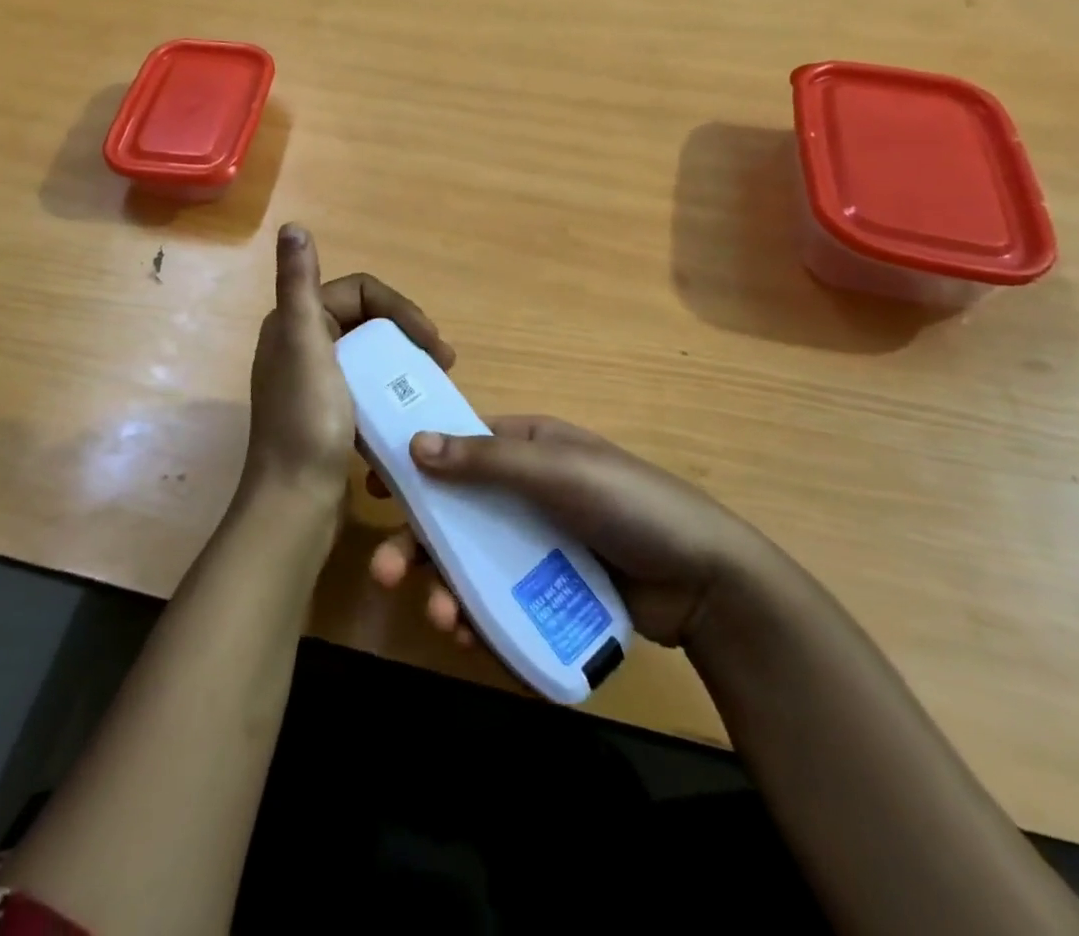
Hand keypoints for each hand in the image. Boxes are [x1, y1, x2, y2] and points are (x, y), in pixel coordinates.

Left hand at [244, 223, 453, 511]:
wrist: (295, 505)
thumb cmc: (307, 422)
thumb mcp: (304, 346)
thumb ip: (297, 284)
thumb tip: (292, 226)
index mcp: (294, 323)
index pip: (359, 292)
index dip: (399, 308)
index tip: (432, 341)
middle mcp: (301, 345)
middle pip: (367, 320)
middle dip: (408, 332)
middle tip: (443, 360)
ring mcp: (315, 382)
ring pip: (369, 353)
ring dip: (404, 360)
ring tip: (436, 380)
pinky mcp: (329, 413)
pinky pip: (366, 385)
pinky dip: (391, 387)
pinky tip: (410, 406)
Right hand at [369, 416, 760, 646]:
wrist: (706, 582)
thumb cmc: (629, 506)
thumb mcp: (557, 471)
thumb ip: (486, 460)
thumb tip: (414, 442)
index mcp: (527, 447)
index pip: (456, 445)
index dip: (413, 463)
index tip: (372, 485)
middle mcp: (525, 490)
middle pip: (455, 512)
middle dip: (418, 543)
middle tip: (384, 574)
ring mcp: (536, 542)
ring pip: (472, 560)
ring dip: (445, 587)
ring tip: (440, 620)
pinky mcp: (549, 587)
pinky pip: (499, 597)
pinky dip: (479, 615)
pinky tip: (469, 635)